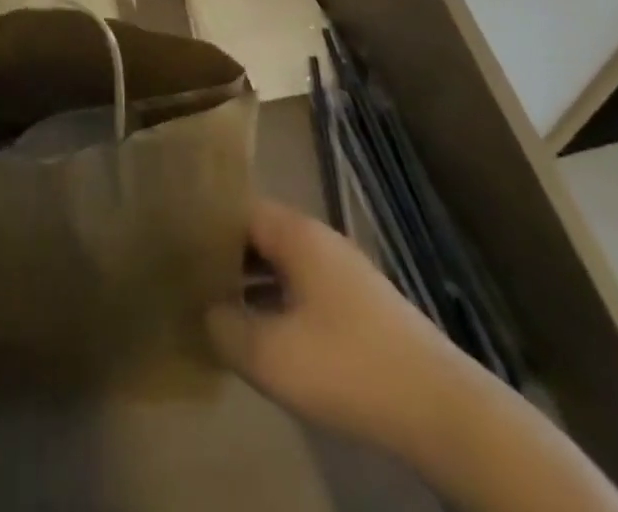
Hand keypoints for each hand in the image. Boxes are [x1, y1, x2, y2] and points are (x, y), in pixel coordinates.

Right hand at [207, 197, 466, 451]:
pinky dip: (278, 304)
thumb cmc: (347, 365)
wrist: (440, 408)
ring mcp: (343, 273)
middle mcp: (319, 240)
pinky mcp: (359, 307)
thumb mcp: (270, 354)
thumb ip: (225, 327)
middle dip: (225, 257)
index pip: (238, 209)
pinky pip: (303, 290)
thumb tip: (208, 313)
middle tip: (190, 279)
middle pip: (259, 235)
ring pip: (282, 265)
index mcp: (296, 233)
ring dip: (251, 284)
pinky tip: (265, 336)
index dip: (205, 225)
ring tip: (218, 309)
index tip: (176, 245)